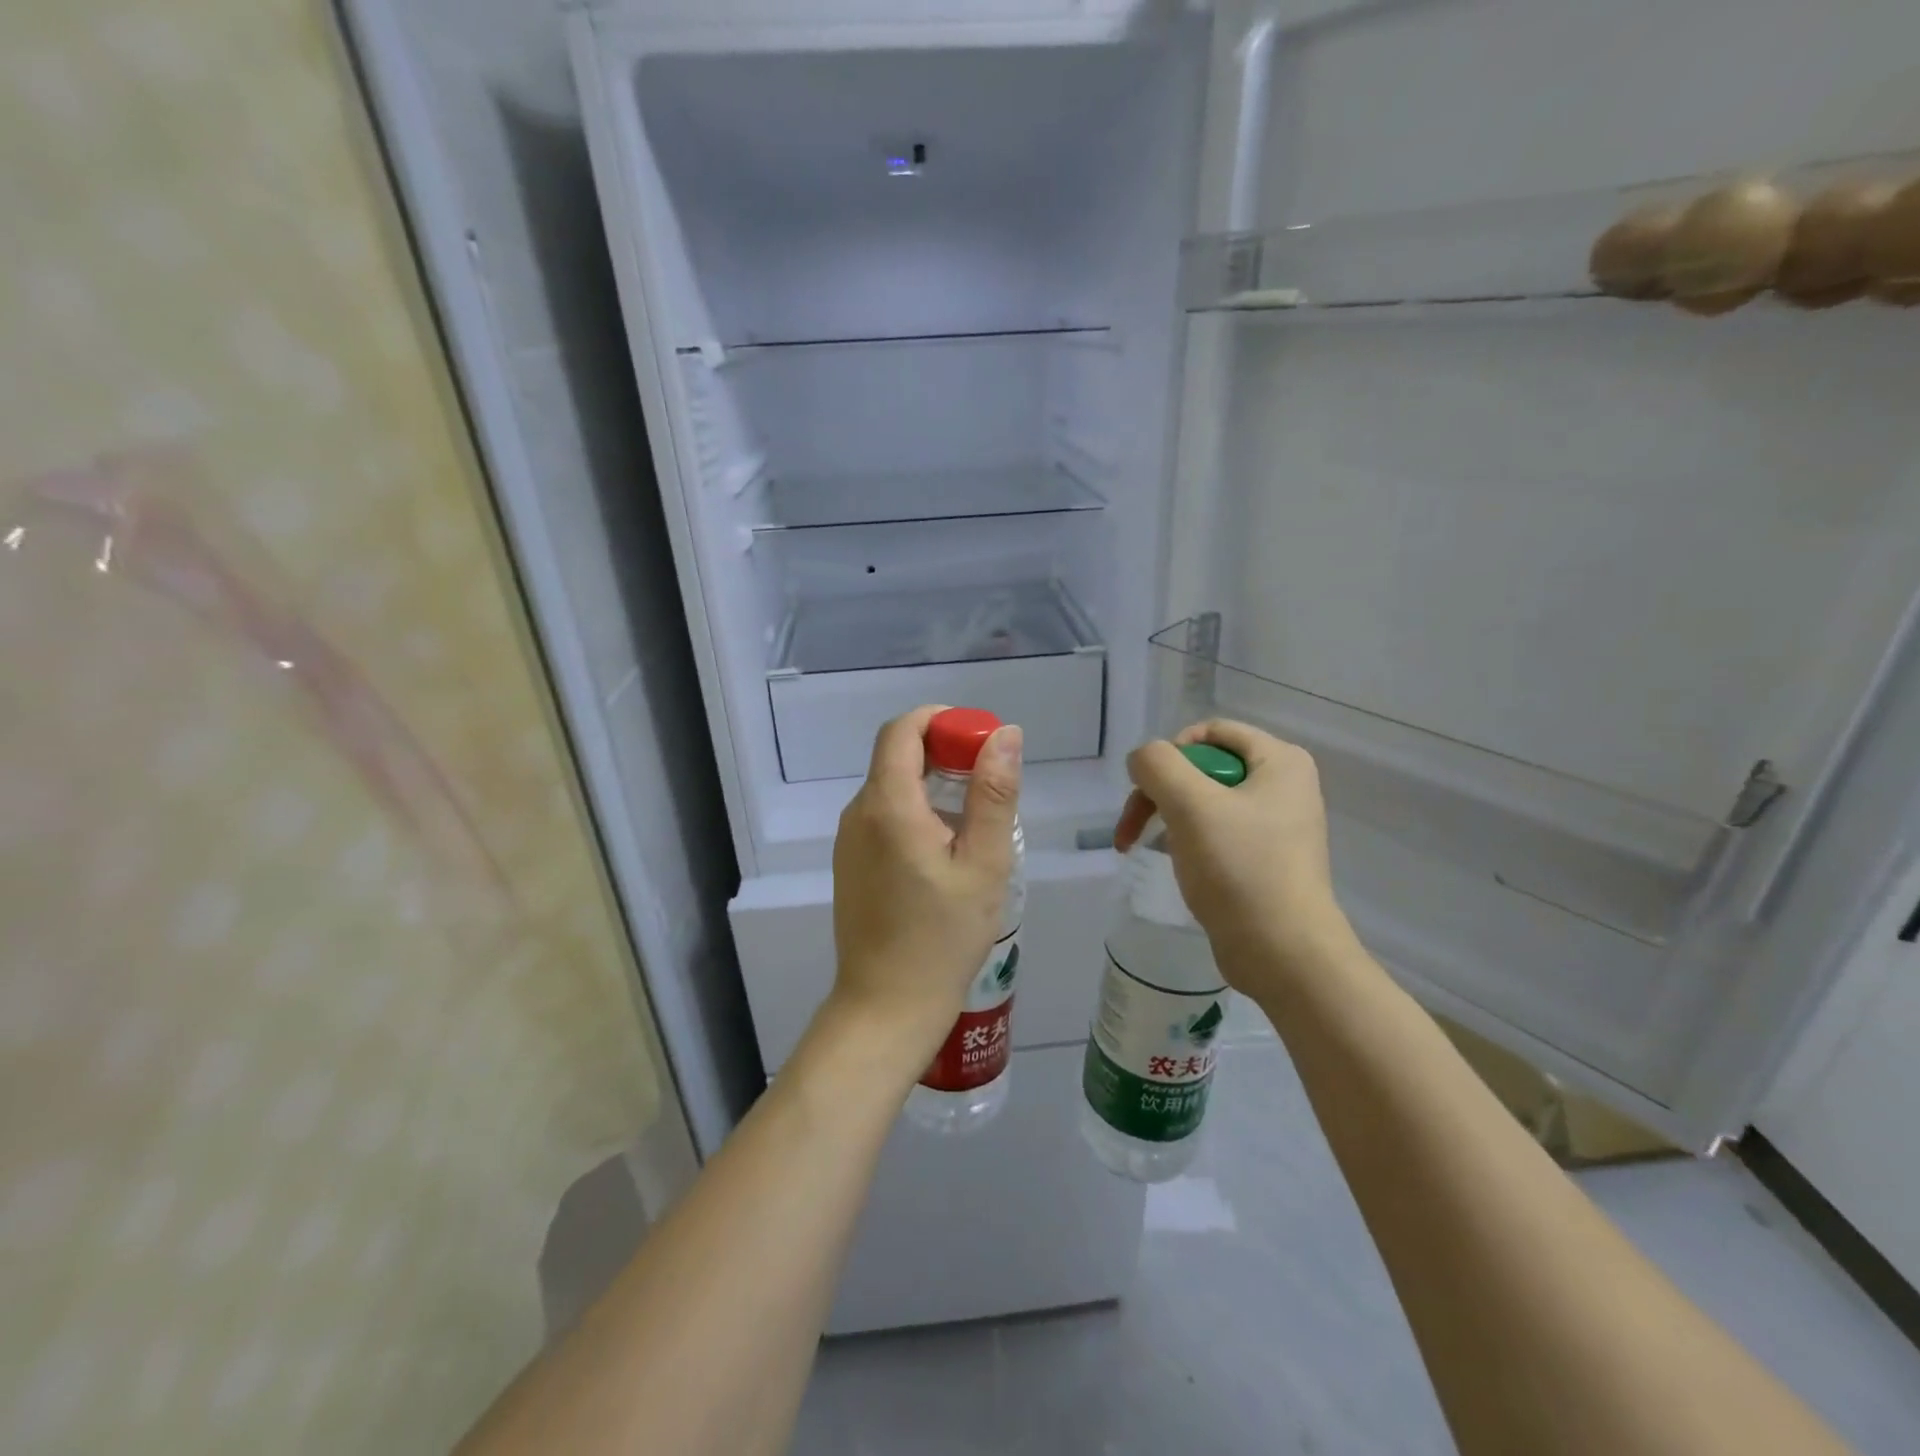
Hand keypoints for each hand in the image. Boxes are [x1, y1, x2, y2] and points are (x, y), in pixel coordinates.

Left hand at [830, 707, 1022, 1066]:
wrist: (886, 1006)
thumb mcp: (984, 863)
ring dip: (932, 784)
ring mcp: (849, 840)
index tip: (979, 739)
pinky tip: (946, 851)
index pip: (901, 730)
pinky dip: (916, 811)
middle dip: (943, 752)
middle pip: (896, 756)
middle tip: (989, 784)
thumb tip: (1005, 735)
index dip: (940, 720)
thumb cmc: (942, 938)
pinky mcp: (850, 863)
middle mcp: (859, 813)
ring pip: (891, 786)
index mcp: (888, 805)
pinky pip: (883, 816)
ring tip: (975, 822)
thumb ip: (993, 793)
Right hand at [1115, 720, 1353, 1000]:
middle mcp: (1283, 785)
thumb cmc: (1240, 869)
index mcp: (1280, 761)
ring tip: (1141, 846)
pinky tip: (1172, 862)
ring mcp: (1275, 823)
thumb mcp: (1190, 805)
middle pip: (1202, 767)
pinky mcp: (1263, 857)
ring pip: (1203, 801)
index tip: (1149, 788)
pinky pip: (1214, 831)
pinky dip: (1186, 840)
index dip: (1171, 752)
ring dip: (1166, 817)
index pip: (1211, 731)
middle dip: (1159, 792)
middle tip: (1131, 827)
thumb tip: (1143, 760)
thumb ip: (1157, 765)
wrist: (1282, 953)